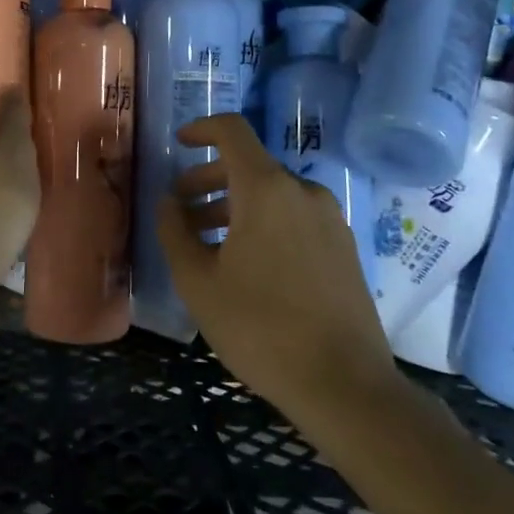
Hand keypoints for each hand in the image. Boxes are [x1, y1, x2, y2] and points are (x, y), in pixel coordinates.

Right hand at [157, 114, 401, 419]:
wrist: (344, 384)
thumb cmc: (259, 327)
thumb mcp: (197, 281)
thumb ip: (175, 230)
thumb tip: (169, 201)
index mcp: (266, 189)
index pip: (232, 131)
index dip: (201, 129)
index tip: (178, 144)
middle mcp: (303, 192)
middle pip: (249, 165)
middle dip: (208, 179)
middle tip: (181, 210)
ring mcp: (330, 219)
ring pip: (272, 194)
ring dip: (234, 205)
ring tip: (207, 242)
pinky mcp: (344, 247)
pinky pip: (294, 217)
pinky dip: (263, 222)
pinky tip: (246, 263)